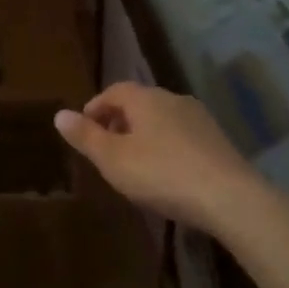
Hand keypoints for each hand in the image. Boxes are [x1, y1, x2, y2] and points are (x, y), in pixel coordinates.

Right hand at [54, 83, 259, 235]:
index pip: (114, 90)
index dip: (95, 107)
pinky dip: (166, 147)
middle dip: (119, 121)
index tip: (84, 130)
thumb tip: (59, 114)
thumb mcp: (113, 159)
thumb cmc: (161, 174)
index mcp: (146, 98)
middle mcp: (173, 99)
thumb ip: (85, 136)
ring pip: (162, 119)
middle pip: (139, 103)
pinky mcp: (217, 140)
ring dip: (143, 134)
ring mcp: (200, 119)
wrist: (228, 197)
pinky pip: (181, 136)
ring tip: (133, 163)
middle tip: (105, 149)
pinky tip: (165, 173)